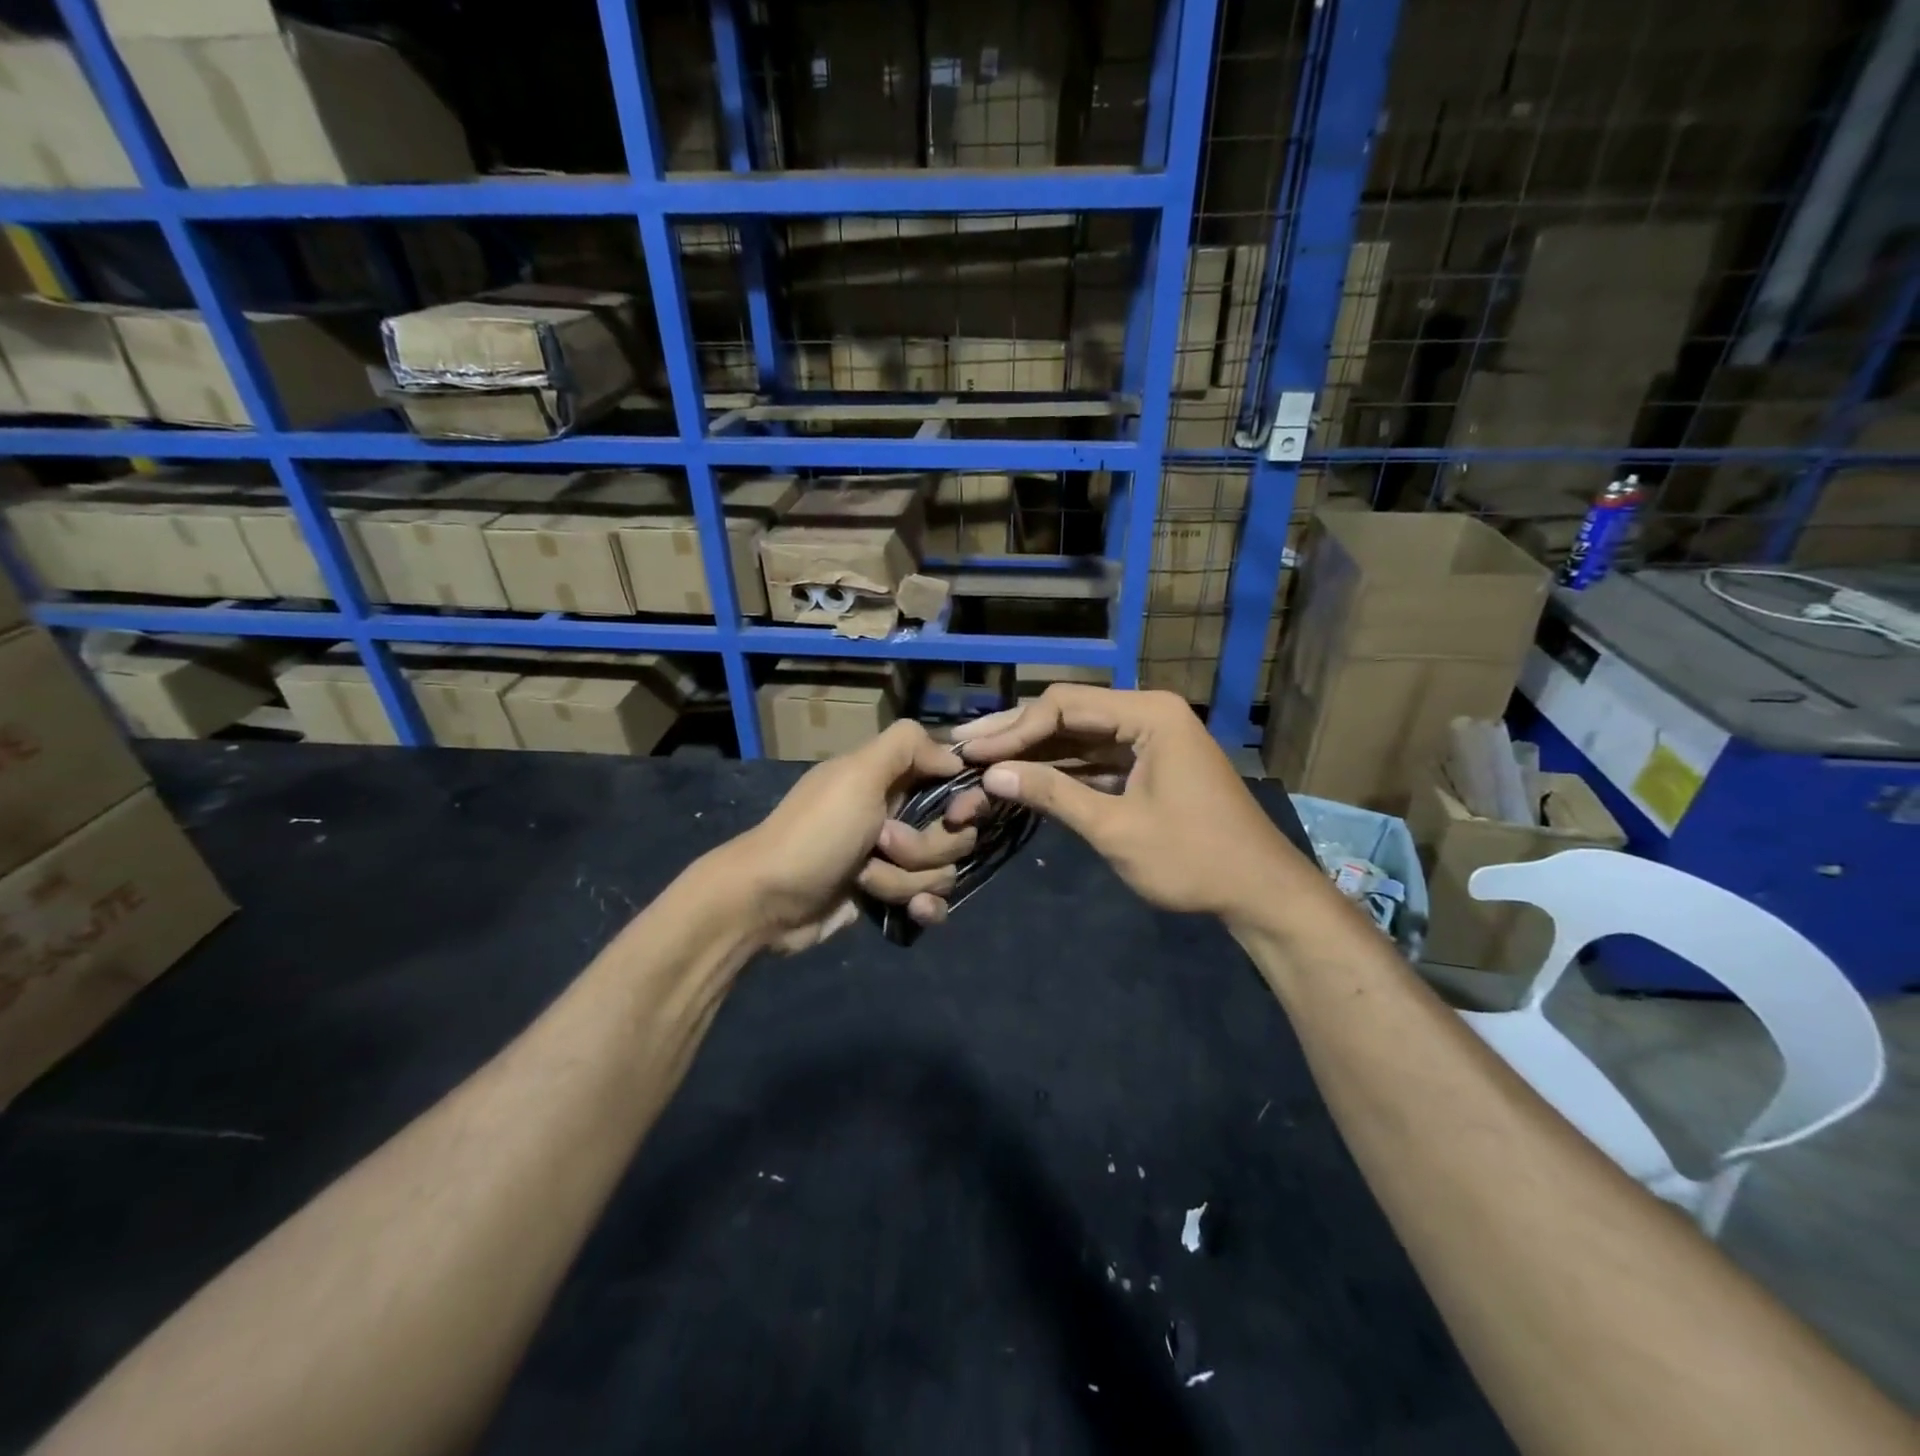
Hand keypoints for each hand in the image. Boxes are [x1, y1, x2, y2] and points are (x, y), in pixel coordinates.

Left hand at [730, 721, 988, 951]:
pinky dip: (923, 908)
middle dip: (924, 846)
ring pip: (942, 871)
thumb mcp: (857, 774)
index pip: (955, 782)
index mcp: (892, 780)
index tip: (957, 814)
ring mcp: (895, 859)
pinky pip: (932, 903)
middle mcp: (899, 815)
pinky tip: (909, 913)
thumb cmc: (816, 833)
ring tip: (865, 878)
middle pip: (956, 833)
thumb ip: (907, 746)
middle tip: (883, 843)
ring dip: (905, 879)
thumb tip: (955, 758)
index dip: (966, 800)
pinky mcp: (889, 896)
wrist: (767, 901)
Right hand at [953, 686, 1310, 919]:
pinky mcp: (1148, 765)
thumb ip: (1054, 794)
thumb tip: (992, 774)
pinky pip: (1095, 758)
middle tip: (961, 746)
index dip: (1013, 730)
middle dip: (1015, 733)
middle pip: (1068, 714)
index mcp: (1149, 714)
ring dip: (1033, 751)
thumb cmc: (1193, 859)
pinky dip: (1060, 769)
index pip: (1065, 706)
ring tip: (980, 762)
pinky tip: (1022, 777)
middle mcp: (1148, 713)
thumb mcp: (1116, 828)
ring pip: (1078, 736)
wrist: (1260, 892)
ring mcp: (1149, 739)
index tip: (970, 753)